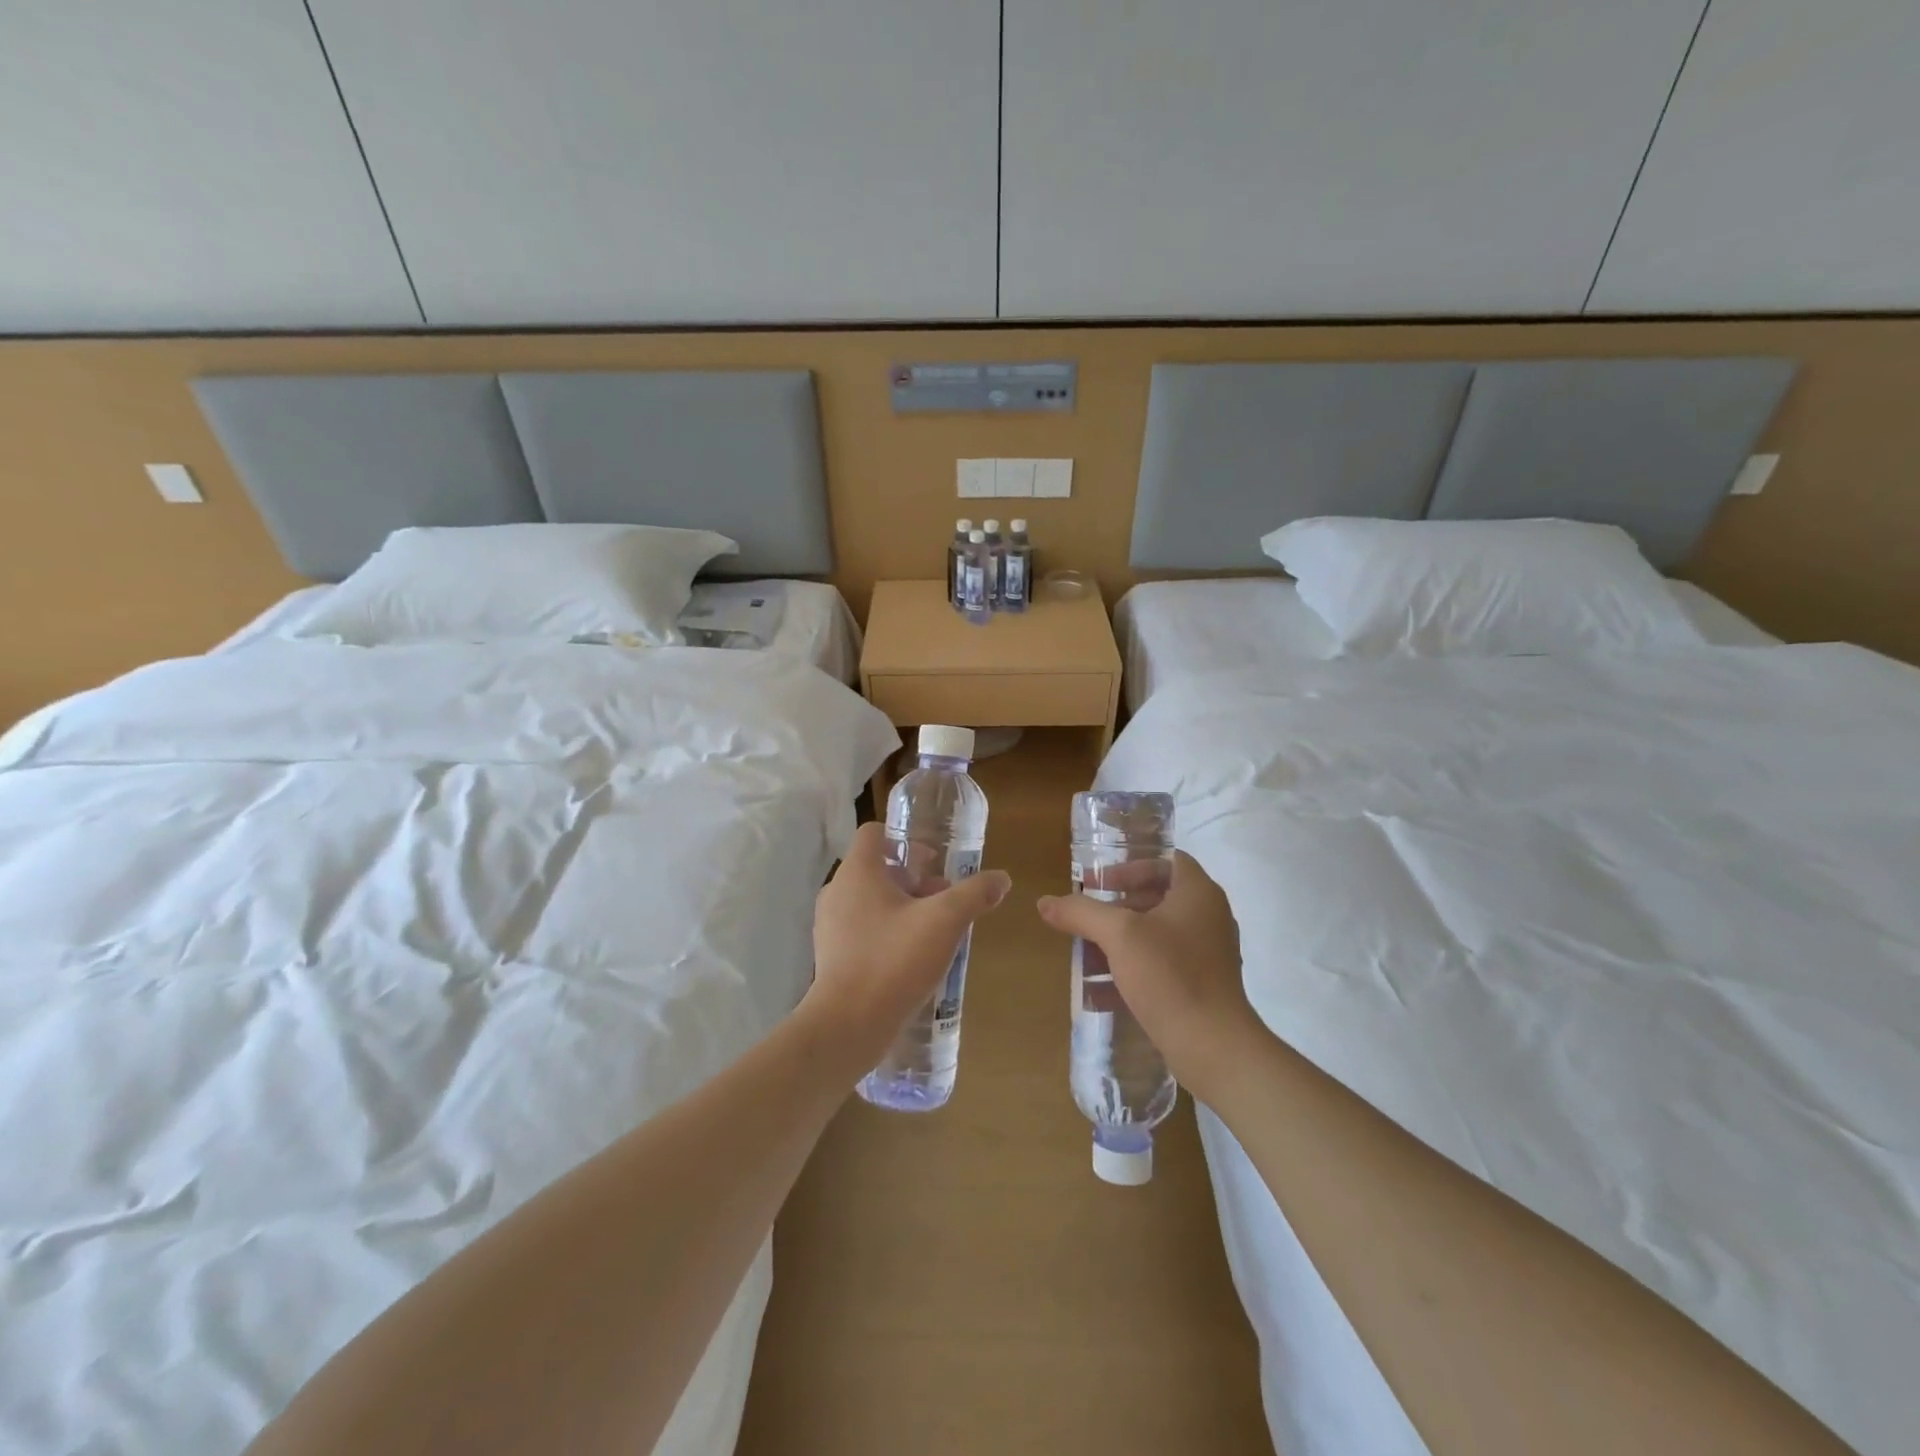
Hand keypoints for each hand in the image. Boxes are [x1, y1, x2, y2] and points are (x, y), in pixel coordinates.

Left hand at [803, 821, 1010, 1077]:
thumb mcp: (944, 921)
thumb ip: (974, 894)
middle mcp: (837, 891)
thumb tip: (1002, 878)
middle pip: (877, 868)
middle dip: (913, 879)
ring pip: (871, 901)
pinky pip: (863, 930)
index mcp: (858, 872)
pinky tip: (912, 958)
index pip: (874, 832)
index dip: (905, 839)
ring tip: (934, 932)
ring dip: (903, 907)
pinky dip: (888, 932)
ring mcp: (830, 926)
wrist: (847, 1025)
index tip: (933, 861)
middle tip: (943, 900)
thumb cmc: (893, 960)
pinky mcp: (832, 956)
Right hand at [1036, 851, 1263, 1102]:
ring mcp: (1209, 954)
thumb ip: (1081, 913)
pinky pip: (1163, 966)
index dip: (1130, 867)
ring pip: (1158, 935)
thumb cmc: (1170, 975)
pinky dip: (1134, 970)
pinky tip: (1102, 992)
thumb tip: (1044, 902)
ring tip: (1088, 956)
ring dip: (1121, 942)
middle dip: (1118, 908)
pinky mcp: (1203, 986)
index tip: (1099, 884)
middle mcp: (1209, 917)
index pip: (1166, 861)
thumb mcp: (1118, 935)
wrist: (1214, 1046)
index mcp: (1198, 893)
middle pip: (1159, 898)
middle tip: (1088, 919)